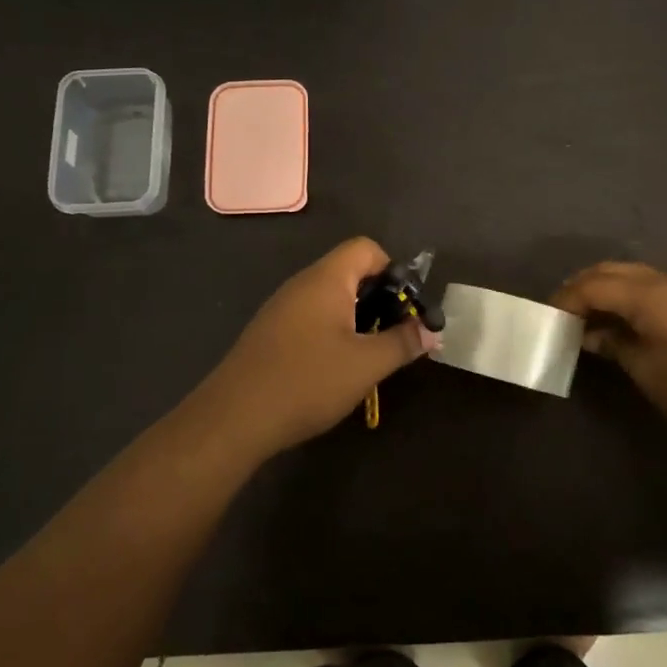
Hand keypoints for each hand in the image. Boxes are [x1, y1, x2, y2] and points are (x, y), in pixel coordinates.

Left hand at [195, 237, 438, 456]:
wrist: (234, 418)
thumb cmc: (307, 381)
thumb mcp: (366, 364)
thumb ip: (403, 342)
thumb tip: (432, 331)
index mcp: (325, 280)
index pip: (366, 248)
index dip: (392, 270)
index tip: (406, 307)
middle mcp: (302, 284)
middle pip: (349, 271)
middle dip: (379, 298)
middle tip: (395, 334)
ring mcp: (282, 308)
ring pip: (330, 298)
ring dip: (357, 318)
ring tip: (370, 354)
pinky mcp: (270, 333)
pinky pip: (311, 317)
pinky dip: (332, 332)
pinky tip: (336, 368)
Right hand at [552, 261, 666, 436]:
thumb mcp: (644, 369)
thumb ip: (612, 344)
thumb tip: (589, 334)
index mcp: (644, 295)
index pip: (591, 286)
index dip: (565, 300)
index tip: (547, 318)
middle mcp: (659, 280)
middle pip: (608, 271)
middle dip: (580, 286)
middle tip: (561, 311)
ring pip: (627, 272)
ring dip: (602, 286)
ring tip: (585, 312)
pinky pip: (645, 281)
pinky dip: (623, 291)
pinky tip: (617, 314)